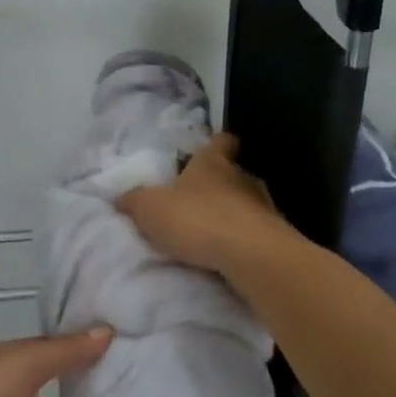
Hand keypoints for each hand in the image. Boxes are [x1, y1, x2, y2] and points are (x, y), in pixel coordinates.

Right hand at [117, 132, 289, 273]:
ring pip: (246, 202)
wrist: (251, 255)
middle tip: (195, 202)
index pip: (220, 141)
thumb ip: (134, 201)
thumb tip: (120, 197)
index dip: (213, 145)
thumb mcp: (150, 209)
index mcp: (213, 162)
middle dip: (217, 185)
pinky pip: (255, 231)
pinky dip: (242, 239)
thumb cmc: (198, 219)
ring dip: (231, 214)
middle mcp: (242, 176)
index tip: (203, 153)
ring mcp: (264, 205)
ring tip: (210, 233)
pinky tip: (227, 254)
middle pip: (232, 173)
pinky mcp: (275, 235)